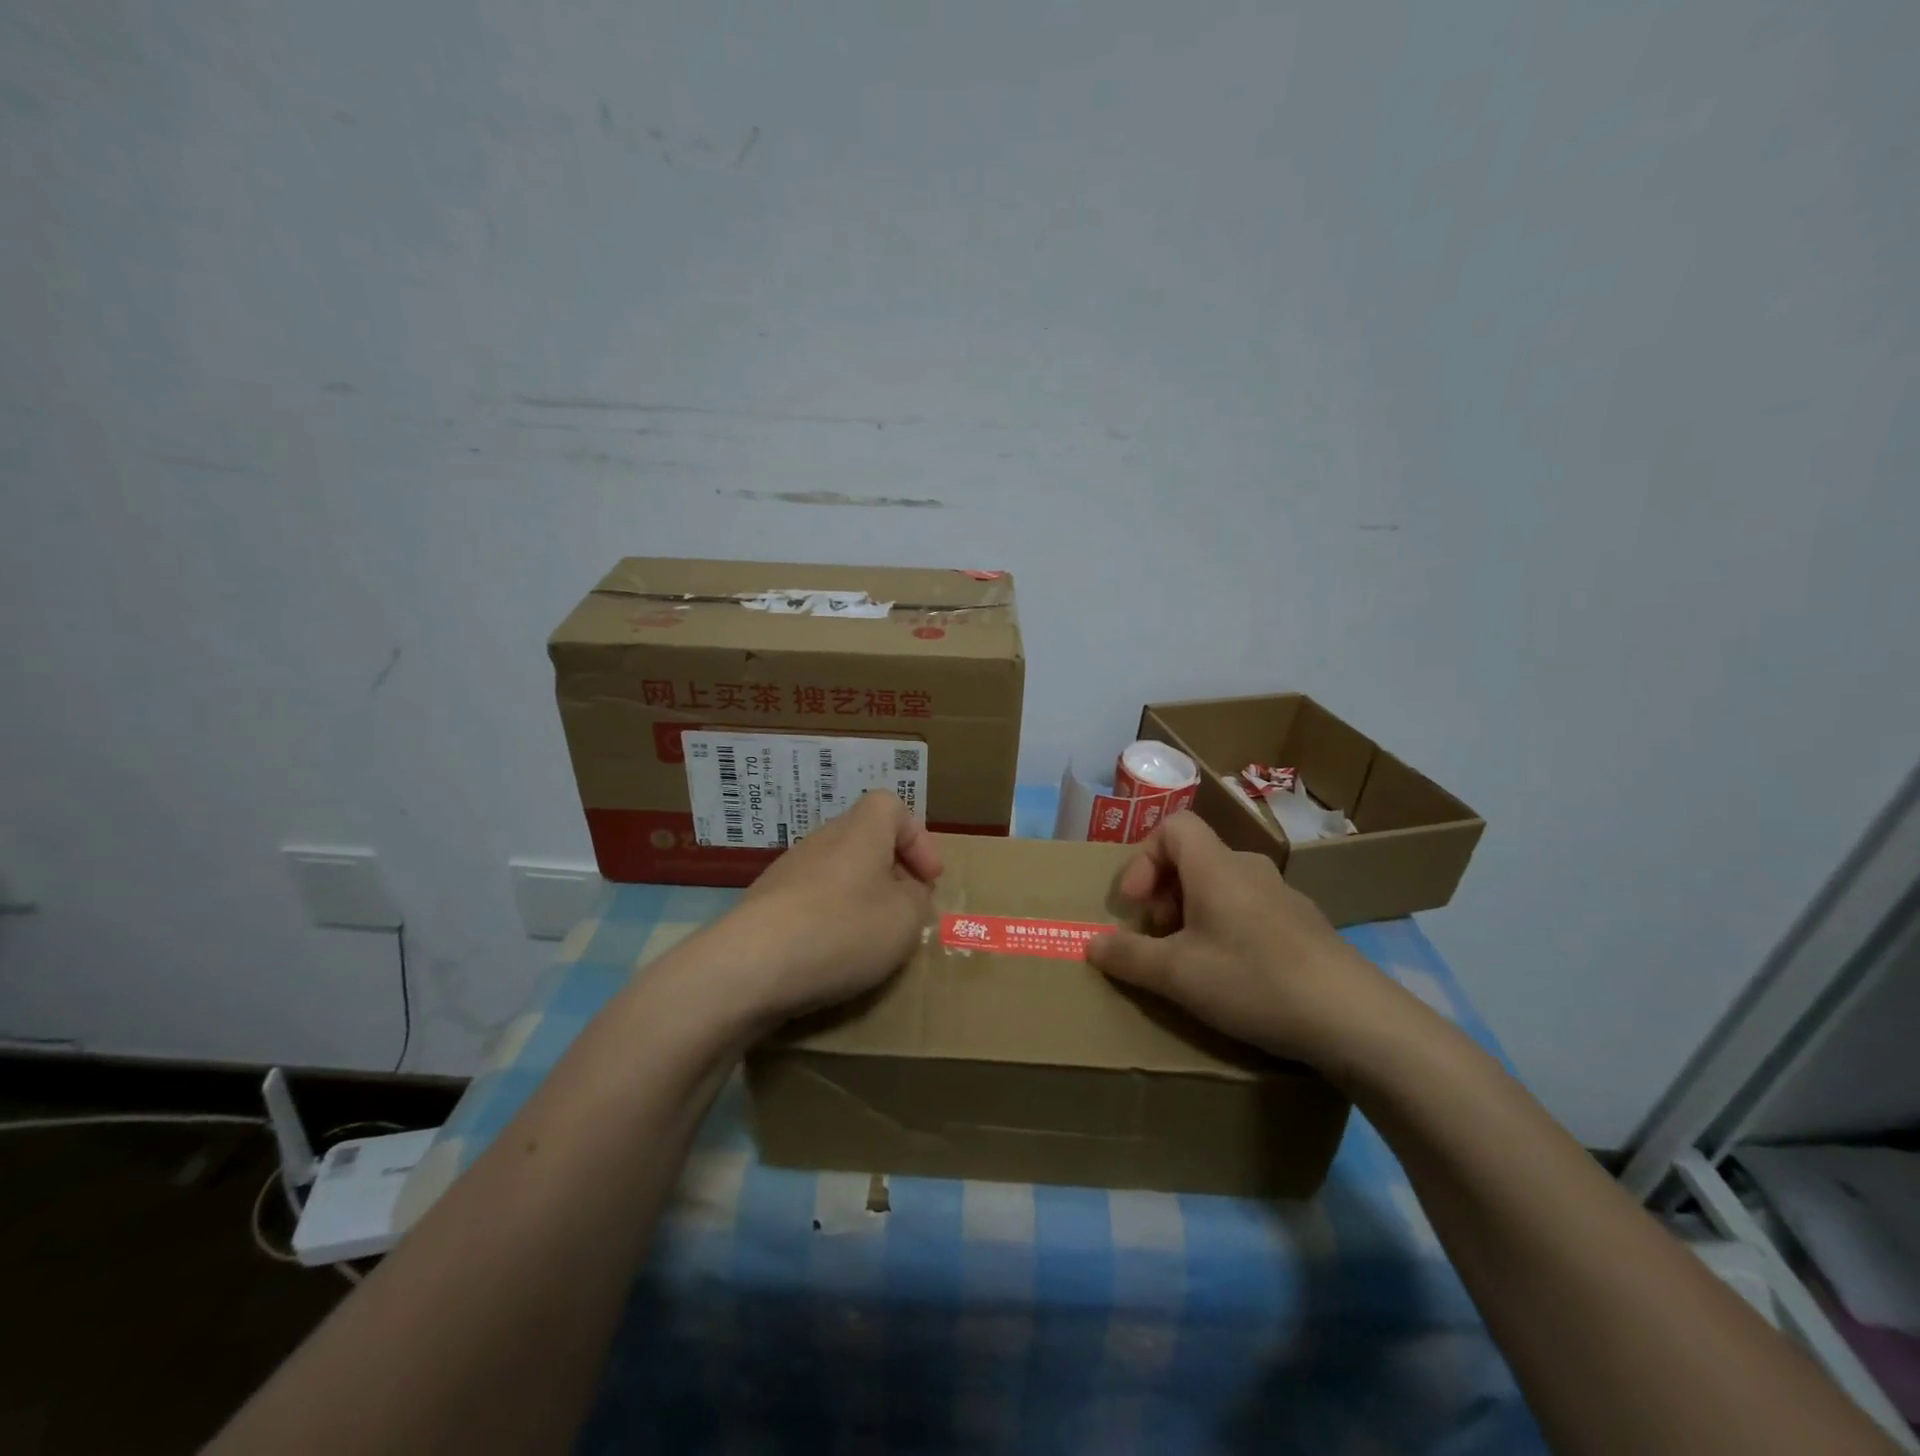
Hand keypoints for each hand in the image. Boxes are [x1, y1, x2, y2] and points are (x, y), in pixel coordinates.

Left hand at [716, 790, 940, 1027]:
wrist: (749, 966)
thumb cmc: (842, 930)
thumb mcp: (906, 919)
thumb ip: (918, 901)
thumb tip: (907, 895)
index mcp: (861, 830)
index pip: (892, 806)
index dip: (917, 838)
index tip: (929, 879)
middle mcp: (822, 840)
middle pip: (865, 840)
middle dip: (892, 872)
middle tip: (906, 910)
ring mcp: (788, 871)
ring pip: (838, 873)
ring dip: (861, 899)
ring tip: (872, 940)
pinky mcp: (766, 905)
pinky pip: (811, 901)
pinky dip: (830, 921)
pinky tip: (832, 956)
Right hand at [1085, 811, 1384, 1065]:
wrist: (1354, 1018)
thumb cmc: (1252, 980)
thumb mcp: (1177, 974)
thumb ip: (1128, 956)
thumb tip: (1092, 944)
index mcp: (1216, 866)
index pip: (1173, 826)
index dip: (1142, 858)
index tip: (1134, 904)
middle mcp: (1250, 869)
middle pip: (1194, 859)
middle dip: (1163, 894)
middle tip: (1157, 938)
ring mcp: (1284, 896)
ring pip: (1222, 886)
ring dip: (1193, 913)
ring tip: (1189, 961)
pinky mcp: (1306, 926)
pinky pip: (1250, 910)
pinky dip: (1226, 928)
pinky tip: (1234, 976)